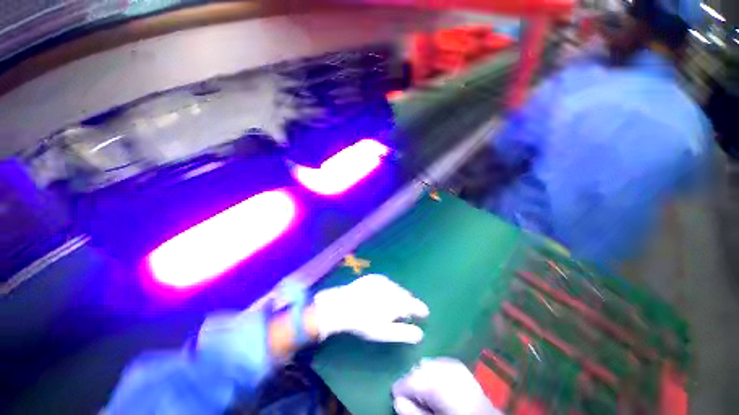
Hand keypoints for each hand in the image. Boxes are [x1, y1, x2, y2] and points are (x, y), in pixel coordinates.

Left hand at [312, 274, 428, 342]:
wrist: (343, 305)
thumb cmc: (364, 322)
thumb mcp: (385, 332)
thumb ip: (404, 333)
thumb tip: (420, 334)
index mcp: (398, 301)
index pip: (415, 305)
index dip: (420, 309)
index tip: (424, 313)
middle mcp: (393, 287)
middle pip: (405, 295)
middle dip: (408, 302)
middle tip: (406, 311)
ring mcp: (382, 280)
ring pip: (396, 288)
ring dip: (398, 295)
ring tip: (395, 303)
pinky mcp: (373, 277)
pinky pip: (386, 282)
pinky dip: (388, 288)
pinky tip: (383, 293)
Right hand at [392, 358, 502, 414]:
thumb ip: (414, 412)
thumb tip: (397, 400)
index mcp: (435, 382)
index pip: (408, 380)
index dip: (400, 389)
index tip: (397, 399)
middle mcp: (441, 366)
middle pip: (417, 369)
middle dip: (412, 382)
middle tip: (414, 399)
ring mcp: (451, 363)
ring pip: (427, 364)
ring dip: (422, 376)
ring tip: (426, 395)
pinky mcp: (458, 365)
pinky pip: (438, 363)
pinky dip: (433, 372)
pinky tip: (437, 386)